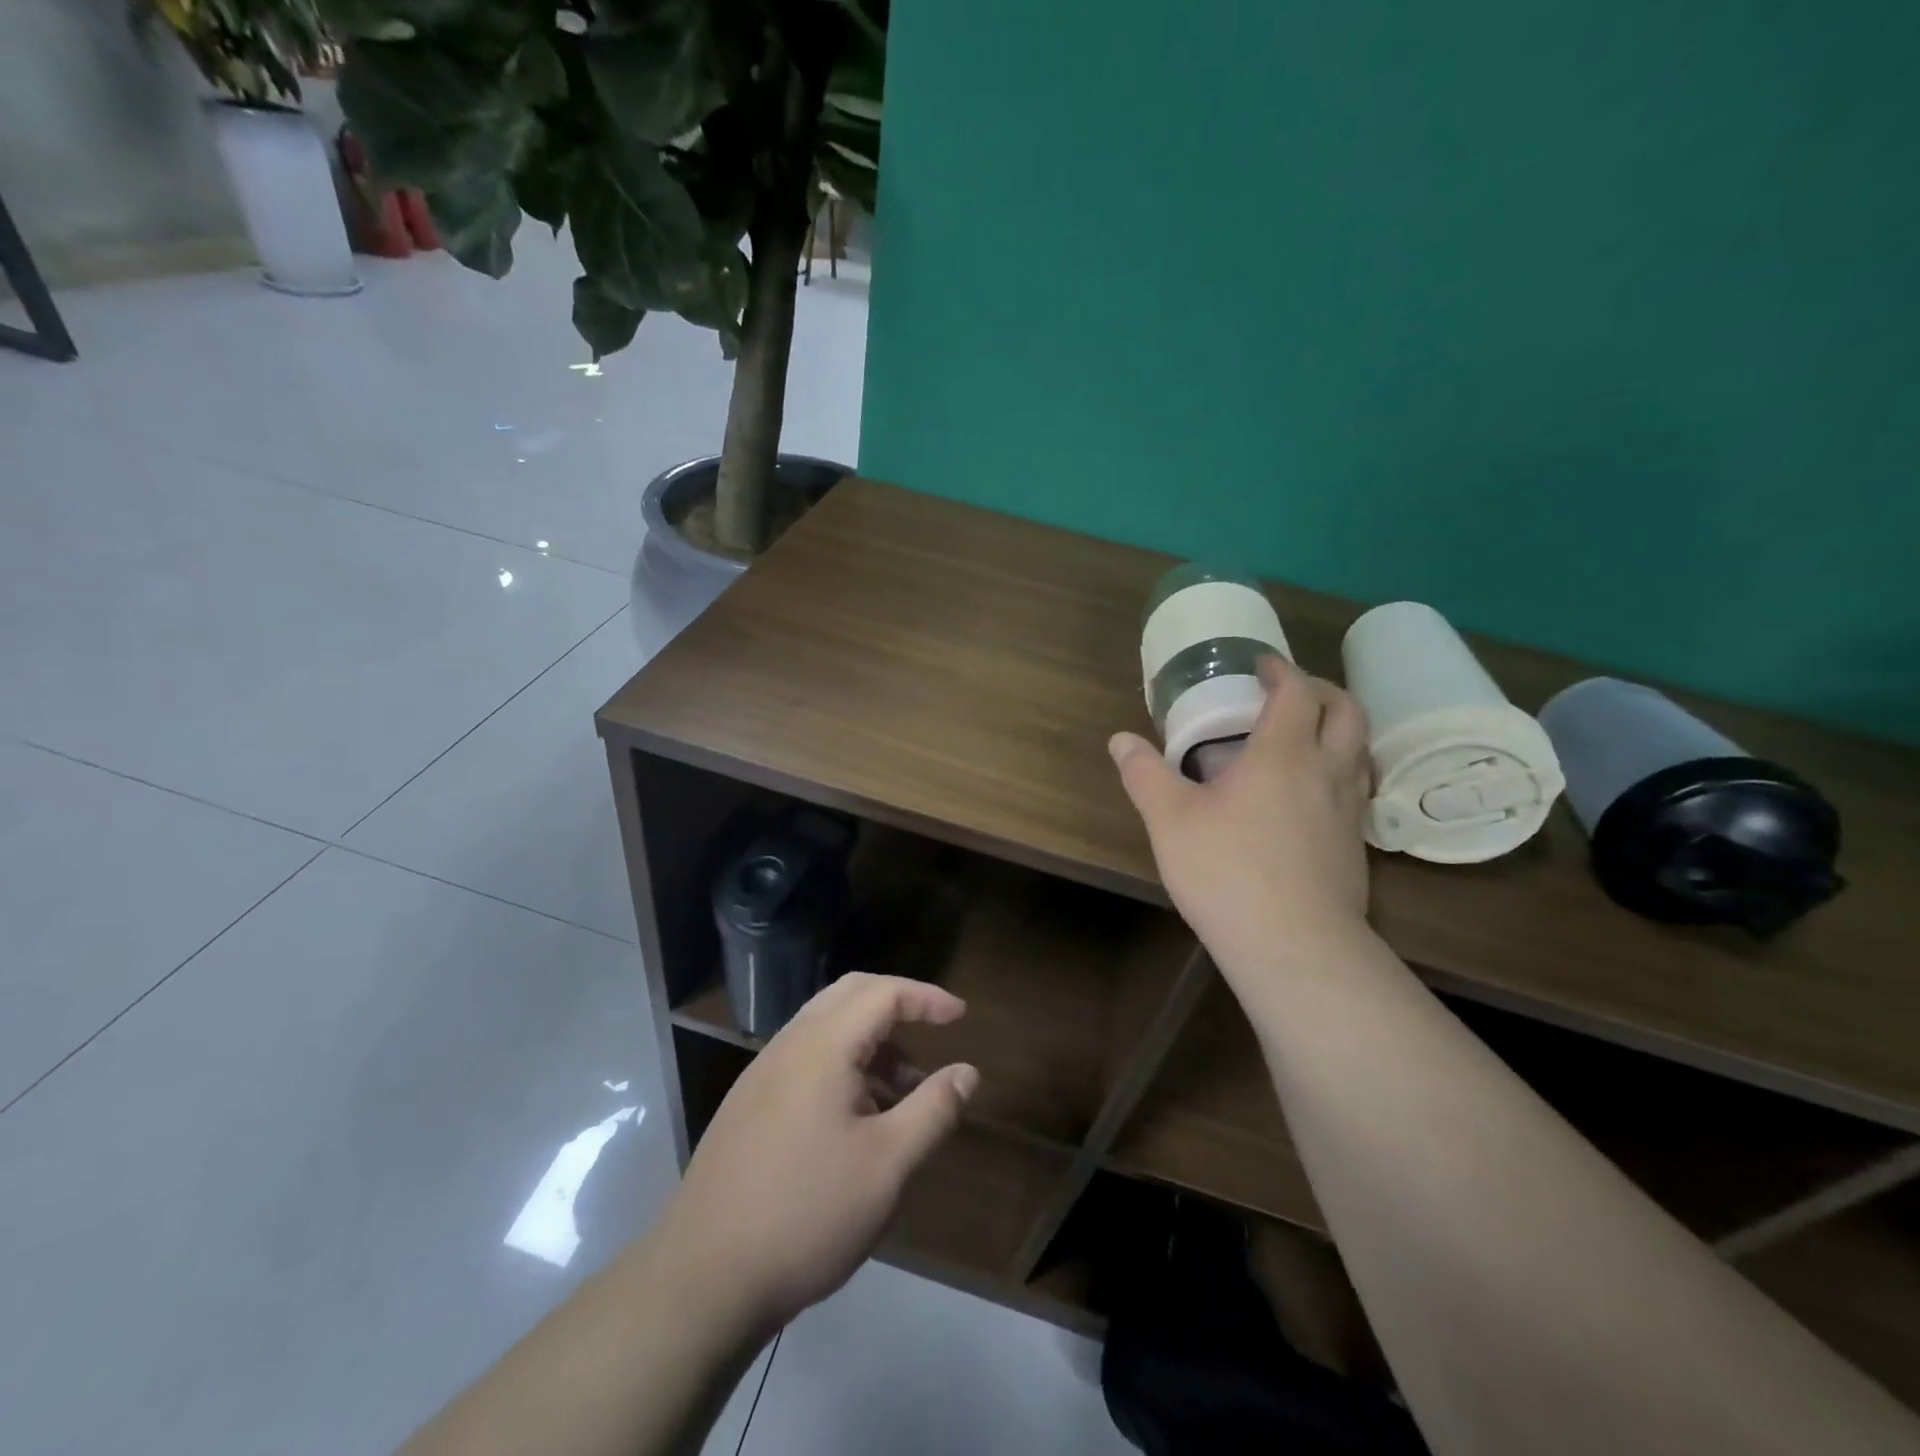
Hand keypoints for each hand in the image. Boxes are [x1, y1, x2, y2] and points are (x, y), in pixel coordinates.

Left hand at [653, 973, 979, 1334]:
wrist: (702, 1278)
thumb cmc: (806, 1213)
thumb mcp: (888, 1165)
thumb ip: (933, 1109)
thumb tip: (967, 1071)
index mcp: (822, 1045)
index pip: (882, 993)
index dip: (926, 997)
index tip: (961, 1015)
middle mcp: (788, 1045)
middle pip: (849, 995)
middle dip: (897, 1005)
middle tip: (933, 1029)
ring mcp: (762, 1074)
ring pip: (826, 1028)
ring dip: (870, 1041)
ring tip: (903, 1091)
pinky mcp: (747, 1106)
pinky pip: (806, 1059)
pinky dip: (843, 1065)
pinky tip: (857, 1119)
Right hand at [1110, 655, 1372, 977]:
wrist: (1295, 946)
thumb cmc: (1227, 872)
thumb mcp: (1170, 821)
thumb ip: (1145, 775)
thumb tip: (1120, 740)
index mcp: (1283, 754)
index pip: (1296, 692)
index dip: (1281, 671)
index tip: (1261, 665)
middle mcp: (1326, 772)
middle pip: (1347, 711)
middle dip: (1322, 690)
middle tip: (1290, 693)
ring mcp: (1348, 811)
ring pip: (1359, 751)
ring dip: (1337, 730)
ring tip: (1304, 739)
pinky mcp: (1355, 846)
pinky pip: (1356, 788)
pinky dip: (1339, 770)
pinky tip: (1309, 796)